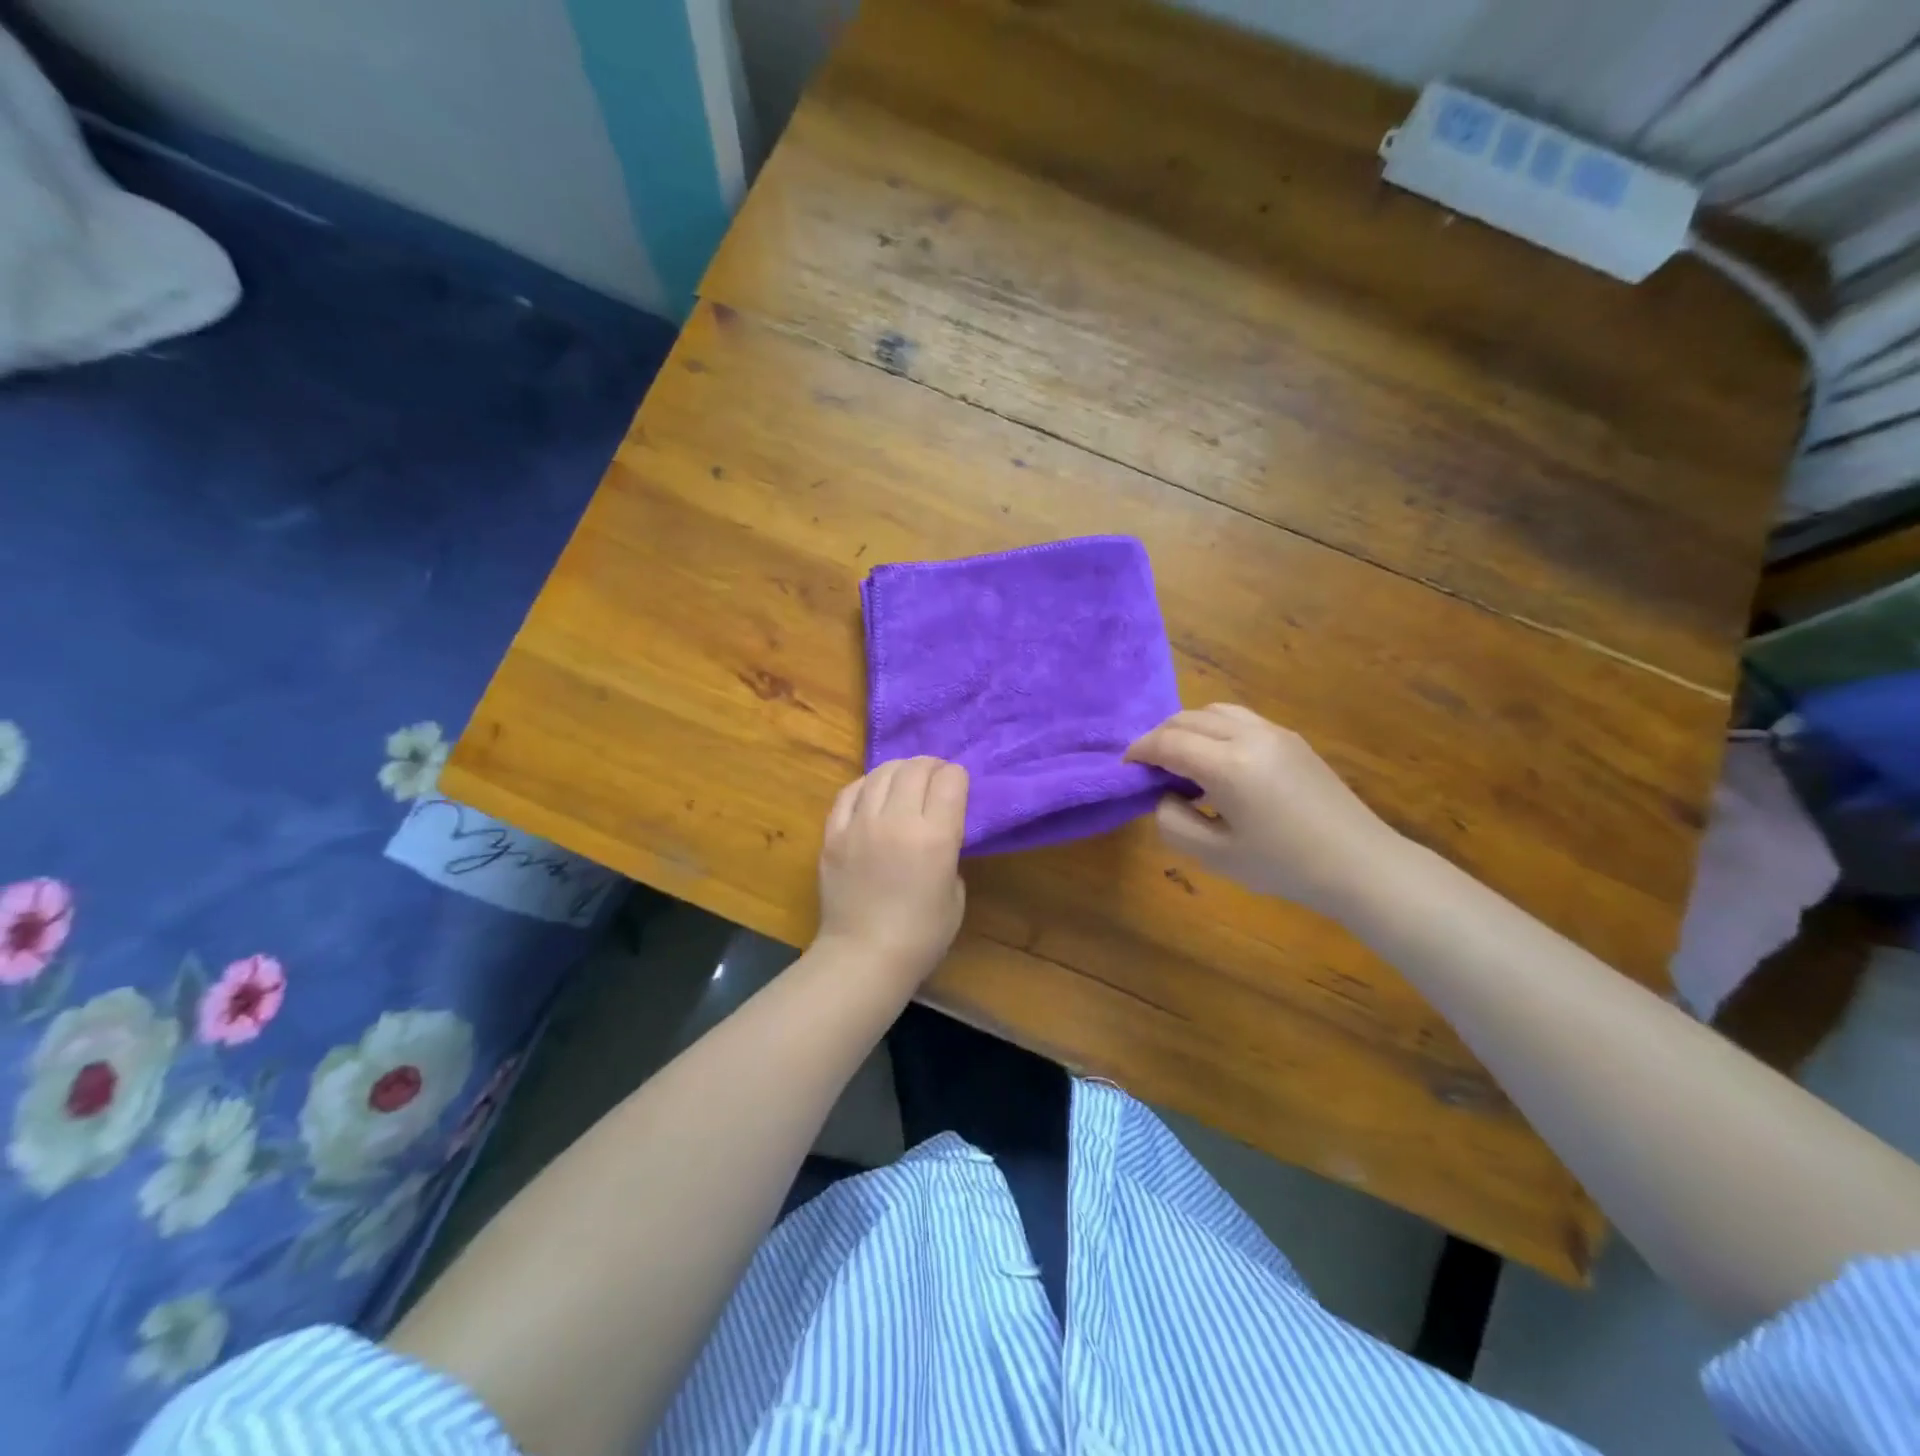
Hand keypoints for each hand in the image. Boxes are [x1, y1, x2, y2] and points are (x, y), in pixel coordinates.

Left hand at [817, 757, 968, 981]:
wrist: (864, 957)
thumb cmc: (921, 936)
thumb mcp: (956, 893)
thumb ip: (949, 852)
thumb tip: (937, 832)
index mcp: (935, 837)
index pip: (950, 780)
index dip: (957, 777)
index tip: (958, 786)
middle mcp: (897, 821)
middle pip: (916, 769)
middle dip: (931, 766)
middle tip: (935, 776)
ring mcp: (860, 824)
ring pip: (881, 773)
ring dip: (900, 770)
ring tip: (905, 779)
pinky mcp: (833, 834)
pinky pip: (849, 792)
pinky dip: (866, 784)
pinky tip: (873, 791)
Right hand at [1126, 704, 1405, 920]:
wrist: (1360, 865)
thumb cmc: (1284, 866)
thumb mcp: (1215, 855)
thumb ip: (1173, 822)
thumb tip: (1165, 794)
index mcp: (1228, 765)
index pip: (1168, 742)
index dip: (1139, 751)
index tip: (1125, 767)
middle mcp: (1250, 736)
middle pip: (1187, 719)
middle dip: (1159, 737)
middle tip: (1148, 766)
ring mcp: (1275, 732)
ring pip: (1214, 711)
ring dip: (1187, 728)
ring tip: (1179, 759)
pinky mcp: (1292, 739)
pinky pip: (1239, 719)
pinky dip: (1213, 729)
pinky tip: (1216, 761)